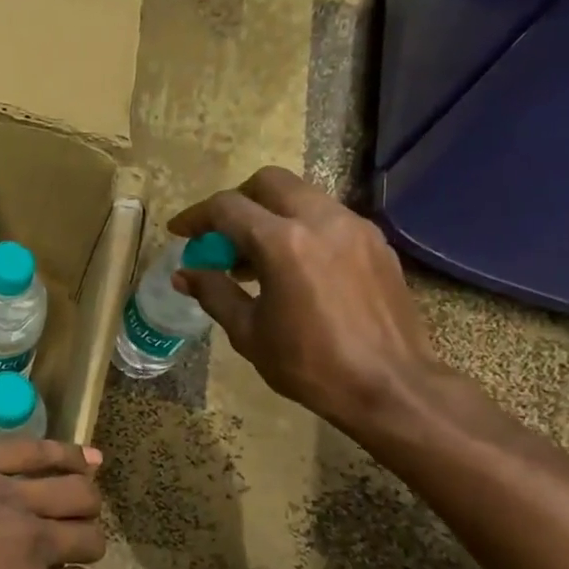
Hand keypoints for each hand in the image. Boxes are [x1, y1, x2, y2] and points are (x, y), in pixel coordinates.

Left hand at [0, 438, 106, 568]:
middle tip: (67, 541)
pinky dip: (68, 453)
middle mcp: (29, 544)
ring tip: (84, 494)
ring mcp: (4, 493)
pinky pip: (34, 450)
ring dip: (84, 496)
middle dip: (84, 541)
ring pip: (73, 490)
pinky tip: (82, 454)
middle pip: (86, 537)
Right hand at [170, 166, 444, 432]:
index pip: (227, 208)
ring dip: (270, 214)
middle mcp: (321, 220)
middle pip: (268, 182)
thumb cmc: (309, 364)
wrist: (389, 385)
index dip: (196, 217)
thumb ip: (214, 293)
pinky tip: (294, 268)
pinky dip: (301, 228)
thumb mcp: (249, 332)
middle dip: (237, 201)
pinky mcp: (376, 243)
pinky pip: (329, 218)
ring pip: (302, 196)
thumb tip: (184, 274)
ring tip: (255, 257)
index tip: (179, 232)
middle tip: (220, 236)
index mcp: (283, 243)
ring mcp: (354, 228)